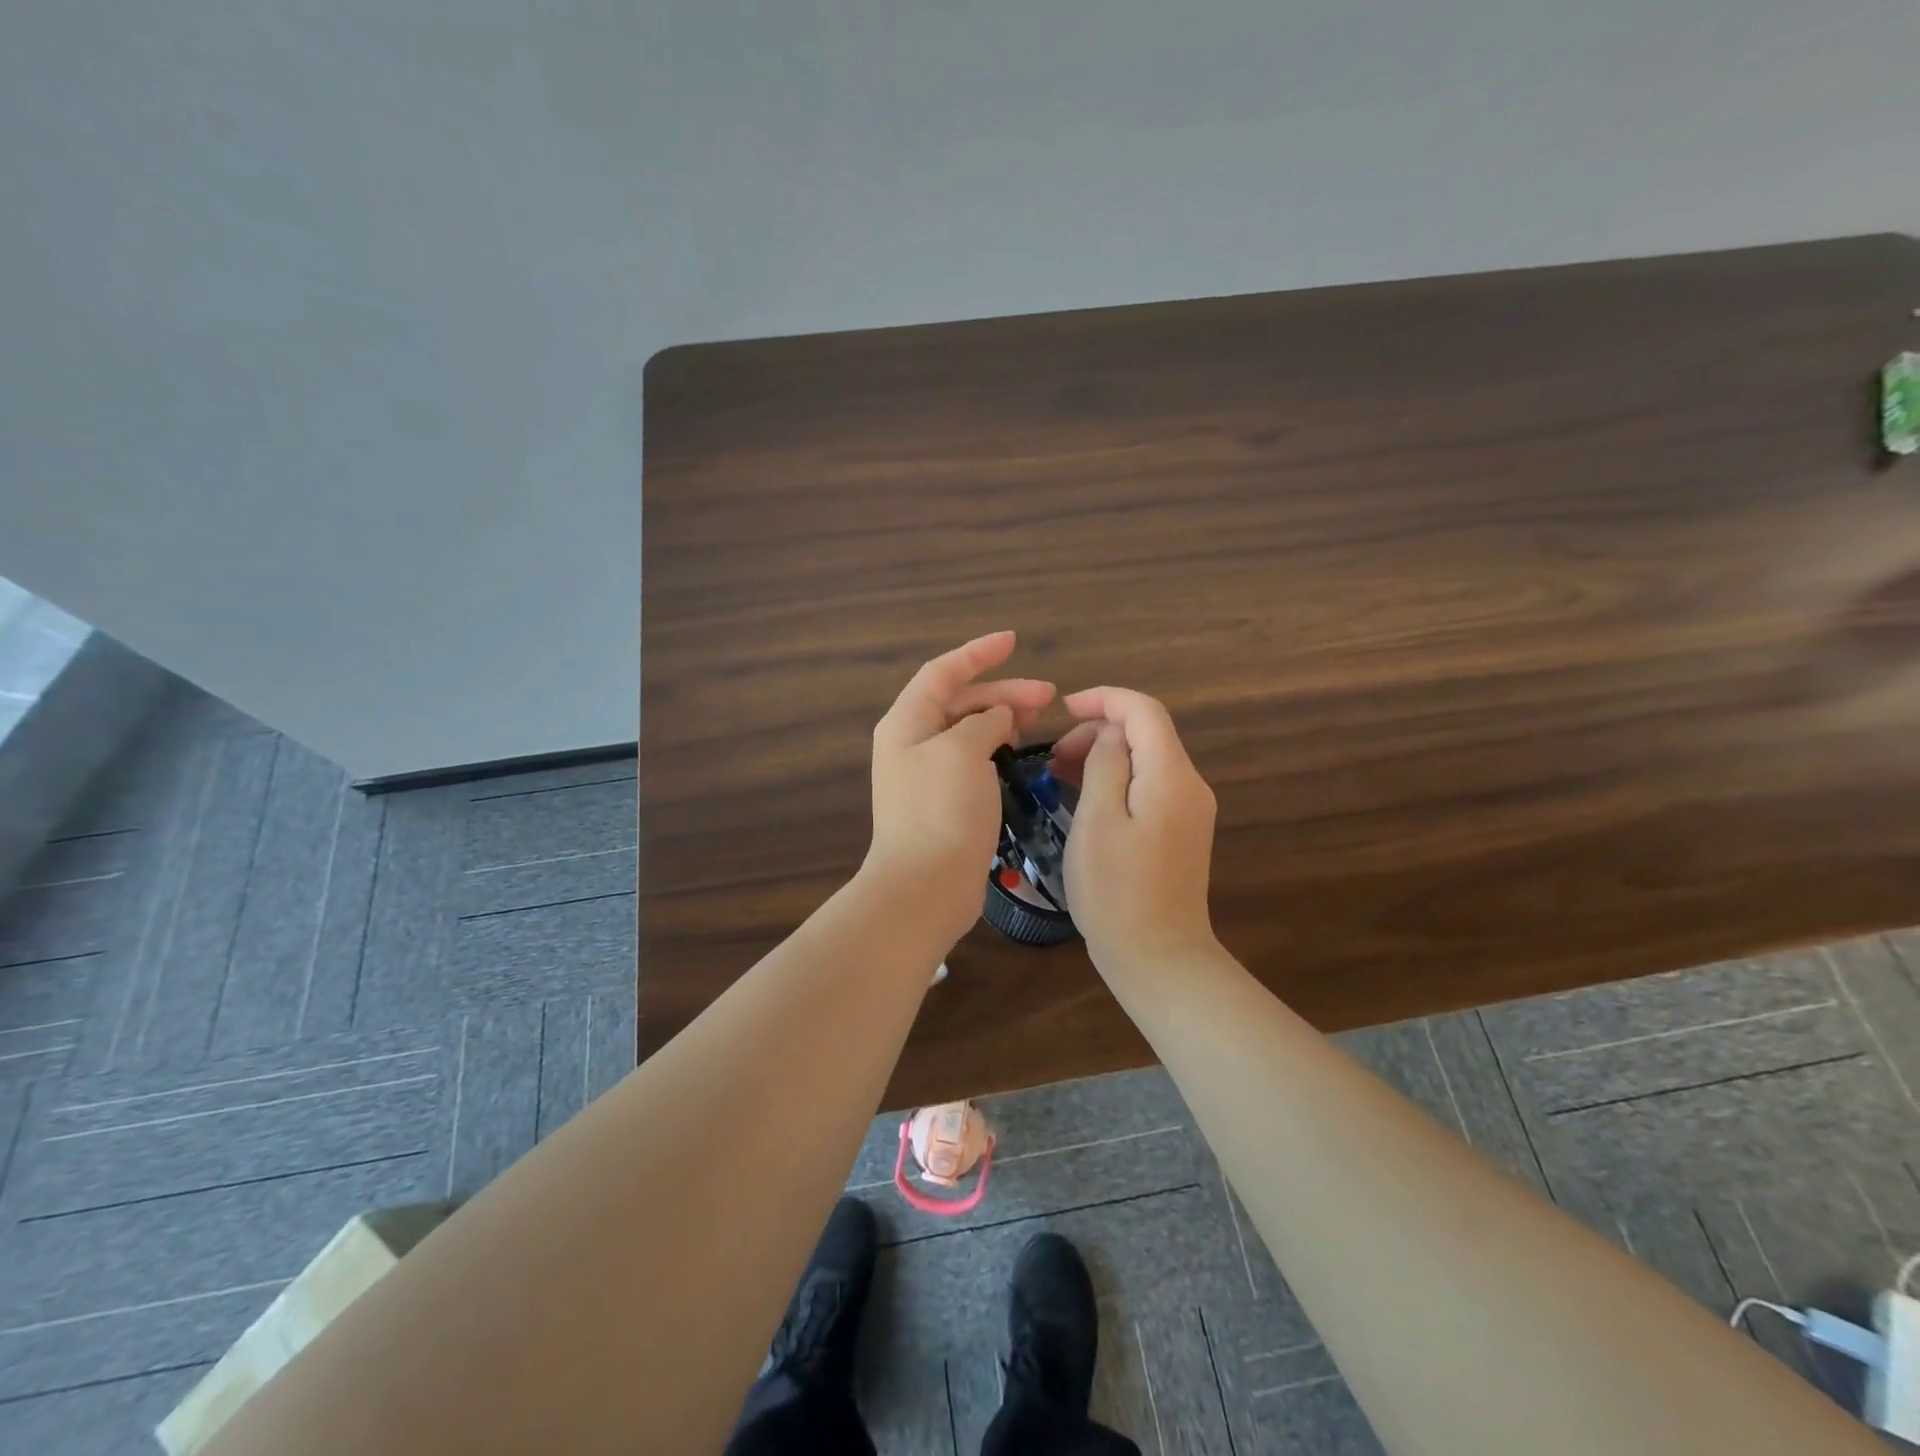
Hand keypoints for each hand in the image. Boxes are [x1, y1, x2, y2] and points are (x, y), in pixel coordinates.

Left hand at [866, 632, 1055, 948]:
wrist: (924, 887)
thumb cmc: (940, 811)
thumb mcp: (963, 751)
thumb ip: (983, 722)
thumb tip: (997, 718)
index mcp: (907, 722)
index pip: (943, 672)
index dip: (978, 652)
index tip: (1013, 641)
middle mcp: (912, 743)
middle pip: (960, 701)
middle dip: (1002, 691)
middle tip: (1047, 695)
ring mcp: (927, 775)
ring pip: (968, 732)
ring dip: (1001, 719)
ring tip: (1037, 720)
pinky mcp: (944, 802)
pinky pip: (972, 761)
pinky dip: (996, 750)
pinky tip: (1019, 754)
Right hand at [1052, 687, 1218, 965]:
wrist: (1159, 957)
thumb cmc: (1116, 890)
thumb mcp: (1098, 820)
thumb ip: (1105, 764)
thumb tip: (1109, 734)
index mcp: (1171, 776)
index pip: (1144, 711)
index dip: (1104, 699)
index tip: (1063, 709)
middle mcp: (1189, 785)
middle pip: (1146, 733)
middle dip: (1098, 730)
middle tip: (1053, 756)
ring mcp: (1188, 810)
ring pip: (1145, 759)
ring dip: (1104, 755)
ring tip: (1060, 774)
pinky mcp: (1180, 831)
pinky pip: (1148, 786)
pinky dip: (1116, 779)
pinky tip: (1085, 797)